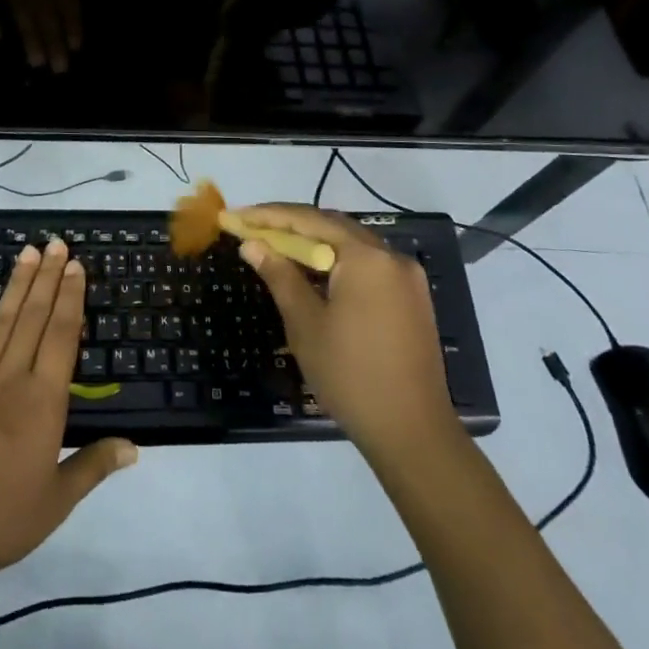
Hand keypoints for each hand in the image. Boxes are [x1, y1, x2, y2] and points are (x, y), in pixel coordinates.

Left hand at [0, 240, 136, 590]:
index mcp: (44, 402)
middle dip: (48, 278)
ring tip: (28, 252)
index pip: (62, 336)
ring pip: (2, 321)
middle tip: (57, 244)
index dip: (71, 298)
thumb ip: (94, 466)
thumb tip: (135, 447)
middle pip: (34, 317)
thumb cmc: (0, 519)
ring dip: (17, 284)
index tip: (76, 267)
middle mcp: (12, 378)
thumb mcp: (56, 500)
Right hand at [236, 204, 457, 462]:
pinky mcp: (412, 300)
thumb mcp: (306, 324)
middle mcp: (392, 257)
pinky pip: (367, 267)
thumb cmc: (351, 375)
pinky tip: (313, 276)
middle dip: (290, 226)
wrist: (412, 432)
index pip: (309, 220)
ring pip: (351, 247)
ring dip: (313, 245)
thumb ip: (280, 276)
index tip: (236, 217)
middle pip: (333, 227)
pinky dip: (336, 264)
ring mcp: (407, 278)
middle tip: (252, 229)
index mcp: (366, 257)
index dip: (268, 215)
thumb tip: (253, 244)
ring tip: (275, 249)